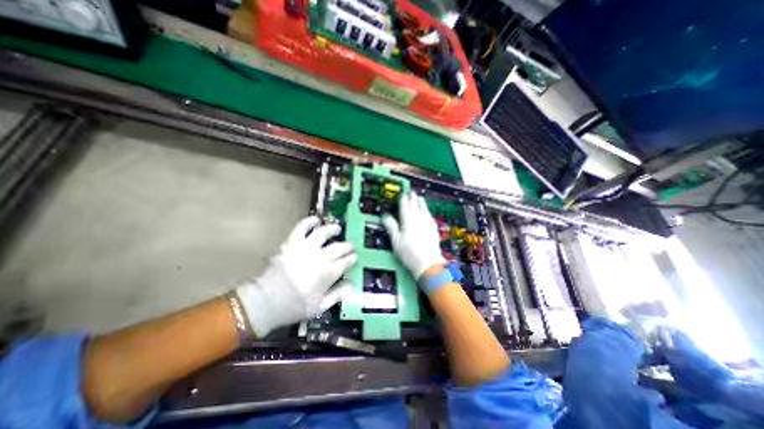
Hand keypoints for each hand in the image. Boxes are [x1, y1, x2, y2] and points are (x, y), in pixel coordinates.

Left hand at [238, 219, 357, 337]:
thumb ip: (338, 294)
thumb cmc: (294, 307)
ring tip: (337, 229)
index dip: (352, 258)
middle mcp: (319, 258)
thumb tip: (352, 284)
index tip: (354, 257)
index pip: (346, 261)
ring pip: (323, 233)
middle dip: (347, 246)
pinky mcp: (291, 243)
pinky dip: (309, 222)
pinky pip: (301, 228)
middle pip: (338, 247)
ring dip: (333, 229)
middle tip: (350, 247)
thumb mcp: (320, 307)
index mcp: (328, 273)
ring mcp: (305, 248)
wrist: (266, 302)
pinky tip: (315, 220)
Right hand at [386, 193, 445, 279]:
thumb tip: (385, 216)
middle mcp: (418, 218)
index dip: (403, 198)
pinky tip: (426, 212)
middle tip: (411, 192)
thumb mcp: (396, 240)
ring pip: (424, 208)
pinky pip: (429, 215)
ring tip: (419, 197)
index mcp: (407, 219)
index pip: (405, 205)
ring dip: (421, 202)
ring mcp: (427, 222)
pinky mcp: (433, 227)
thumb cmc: (409, 252)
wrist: (428, 262)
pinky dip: (427, 210)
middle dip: (412, 197)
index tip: (402, 194)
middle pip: (415, 204)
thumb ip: (391, 226)